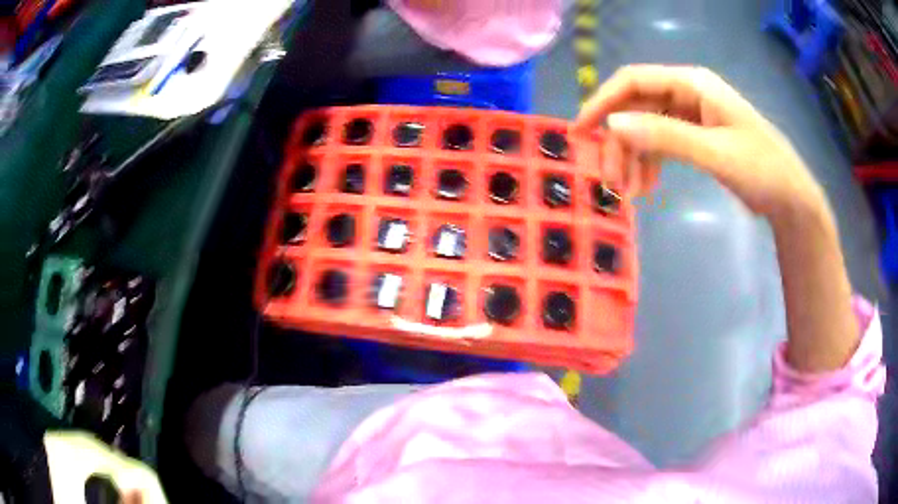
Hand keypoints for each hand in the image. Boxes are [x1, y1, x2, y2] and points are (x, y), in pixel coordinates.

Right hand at [575, 65, 828, 222]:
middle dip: (620, 142)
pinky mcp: (697, 136)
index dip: (603, 103)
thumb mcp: (715, 153)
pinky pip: (662, 142)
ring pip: (647, 127)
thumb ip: (666, 136)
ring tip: (629, 193)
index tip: (580, 133)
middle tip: (610, 181)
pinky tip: (646, 186)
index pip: (634, 81)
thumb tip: (612, 125)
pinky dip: (650, 163)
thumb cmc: (762, 170)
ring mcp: (692, 115)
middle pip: (638, 107)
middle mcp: (687, 92)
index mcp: (692, 84)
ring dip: (633, 157)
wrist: (791, 197)